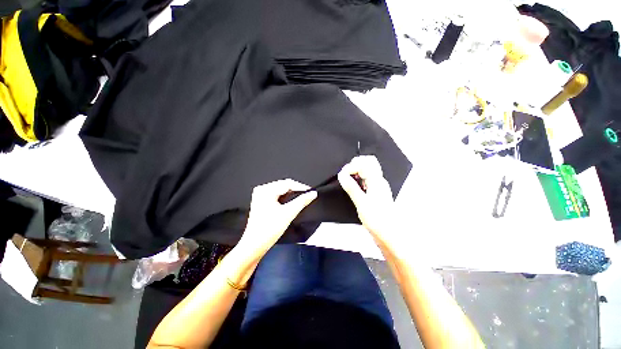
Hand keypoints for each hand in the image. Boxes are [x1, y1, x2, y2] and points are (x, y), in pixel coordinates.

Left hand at [238, 179, 316, 259]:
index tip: (311, 192)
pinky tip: (290, 204)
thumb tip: (313, 193)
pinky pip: (276, 196)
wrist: (254, 246)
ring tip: (301, 200)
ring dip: (291, 195)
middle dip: (296, 191)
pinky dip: (285, 199)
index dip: (301, 187)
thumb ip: (302, 201)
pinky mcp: (261, 202)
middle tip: (307, 197)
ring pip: (280, 191)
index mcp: (266, 190)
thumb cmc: (269, 229)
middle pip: (284, 186)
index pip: (287, 183)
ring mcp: (260, 196)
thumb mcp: (288, 213)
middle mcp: (261, 190)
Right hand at [338, 156, 396, 245]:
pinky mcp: (375, 192)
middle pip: (369, 162)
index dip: (352, 166)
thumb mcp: (361, 203)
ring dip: (356, 171)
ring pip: (368, 170)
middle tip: (345, 173)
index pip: (365, 163)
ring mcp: (378, 186)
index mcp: (377, 181)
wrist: (389, 235)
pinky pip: (367, 178)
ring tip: (347, 178)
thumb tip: (341, 174)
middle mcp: (379, 181)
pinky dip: (358, 178)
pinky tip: (352, 185)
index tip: (342, 175)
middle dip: (355, 164)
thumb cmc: (377, 219)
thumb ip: (351, 187)